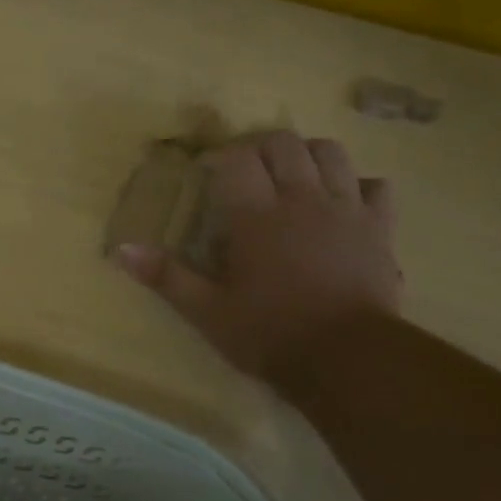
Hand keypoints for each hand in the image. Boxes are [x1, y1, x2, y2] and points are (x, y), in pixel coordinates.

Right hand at [116, 131, 401, 393]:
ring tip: (291, 177)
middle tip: (245, 172)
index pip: (237, 159)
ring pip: (330, 153)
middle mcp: (301, 198)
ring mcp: (346, 208)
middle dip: (260, 148)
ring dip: (307, 155)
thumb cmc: (269, 334)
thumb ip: (166, 276)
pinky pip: (376, 186)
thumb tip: (121, 250)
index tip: (208, 174)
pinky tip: (343, 202)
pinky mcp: (379, 227)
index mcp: (256, 216)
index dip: (220, 158)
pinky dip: (357, 185)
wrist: (346, 357)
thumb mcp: (207, 312)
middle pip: (284, 143)